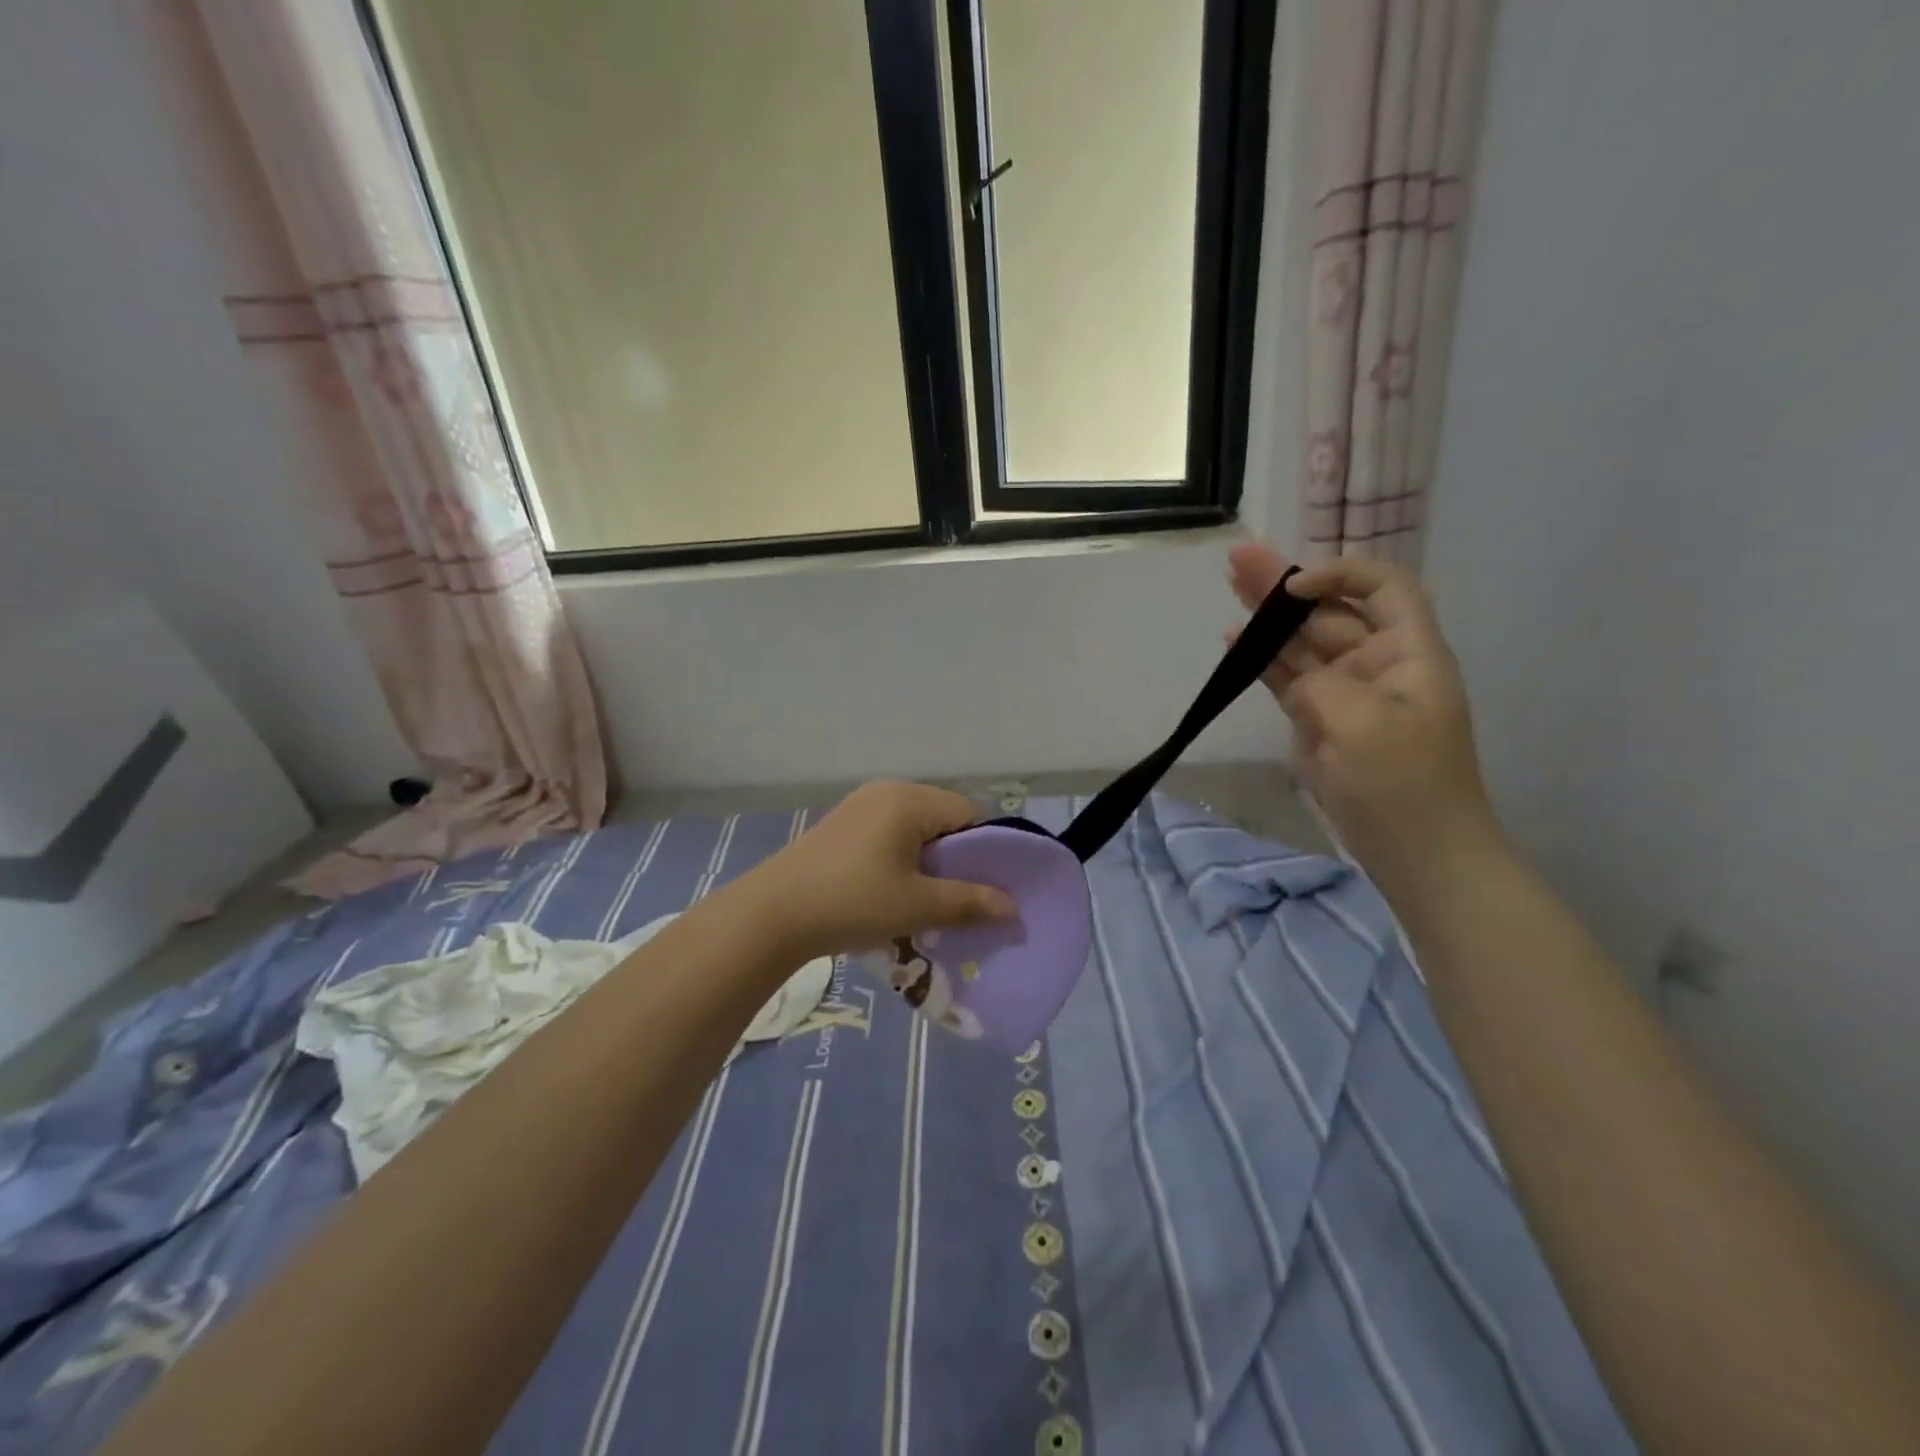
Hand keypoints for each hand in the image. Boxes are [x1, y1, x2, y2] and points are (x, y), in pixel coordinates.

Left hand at [742, 782, 1017, 960]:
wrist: (772, 914)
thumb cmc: (852, 902)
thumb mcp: (917, 906)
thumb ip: (970, 903)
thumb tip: (1013, 909)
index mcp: (910, 799)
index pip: (971, 813)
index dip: (989, 850)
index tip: (992, 887)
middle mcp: (887, 791)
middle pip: (943, 818)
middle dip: (958, 858)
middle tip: (963, 898)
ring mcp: (860, 805)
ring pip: (916, 828)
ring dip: (930, 861)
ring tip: (929, 900)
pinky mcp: (842, 825)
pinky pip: (890, 834)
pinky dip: (903, 859)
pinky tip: (895, 892)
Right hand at [1227, 543, 1502, 876]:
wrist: (1418, 855)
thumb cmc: (1405, 786)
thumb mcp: (1365, 726)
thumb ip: (1322, 683)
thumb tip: (1286, 665)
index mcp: (1408, 654)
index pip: (1382, 588)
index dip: (1340, 574)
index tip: (1295, 587)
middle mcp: (1377, 665)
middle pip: (1330, 612)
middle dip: (1286, 586)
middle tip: (1239, 561)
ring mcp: (1345, 695)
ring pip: (1302, 644)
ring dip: (1268, 618)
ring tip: (1230, 585)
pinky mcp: (1321, 722)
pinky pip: (1289, 680)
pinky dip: (1263, 661)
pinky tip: (1235, 643)